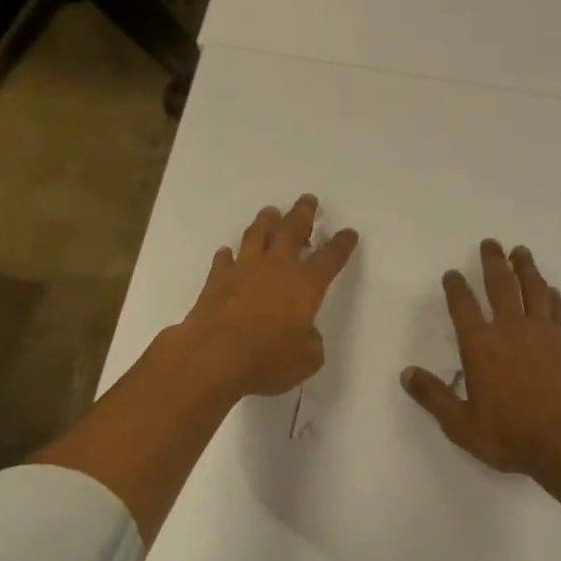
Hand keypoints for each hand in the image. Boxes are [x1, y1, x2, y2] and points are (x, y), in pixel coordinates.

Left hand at [176, 195, 359, 397]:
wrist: (212, 357)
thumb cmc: (266, 359)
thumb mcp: (306, 360)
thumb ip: (311, 343)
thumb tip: (305, 334)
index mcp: (305, 285)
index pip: (330, 258)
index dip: (341, 244)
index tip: (348, 233)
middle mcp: (276, 269)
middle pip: (292, 231)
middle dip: (303, 214)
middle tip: (308, 200)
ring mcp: (243, 271)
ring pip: (257, 236)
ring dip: (266, 222)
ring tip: (271, 212)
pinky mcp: (216, 282)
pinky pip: (224, 261)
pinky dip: (227, 255)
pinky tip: (227, 253)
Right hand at [402, 240, 560, 474]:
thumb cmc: (511, 434)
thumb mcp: (461, 424)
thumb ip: (434, 396)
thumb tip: (406, 374)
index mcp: (480, 346)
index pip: (463, 307)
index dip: (455, 287)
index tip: (452, 273)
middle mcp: (510, 330)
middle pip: (500, 285)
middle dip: (492, 262)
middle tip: (490, 243)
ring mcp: (542, 332)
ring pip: (532, 289)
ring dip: (525, 267)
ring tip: (520, 251)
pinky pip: (555, 309)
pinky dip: (549, 294)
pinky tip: (549, 289)